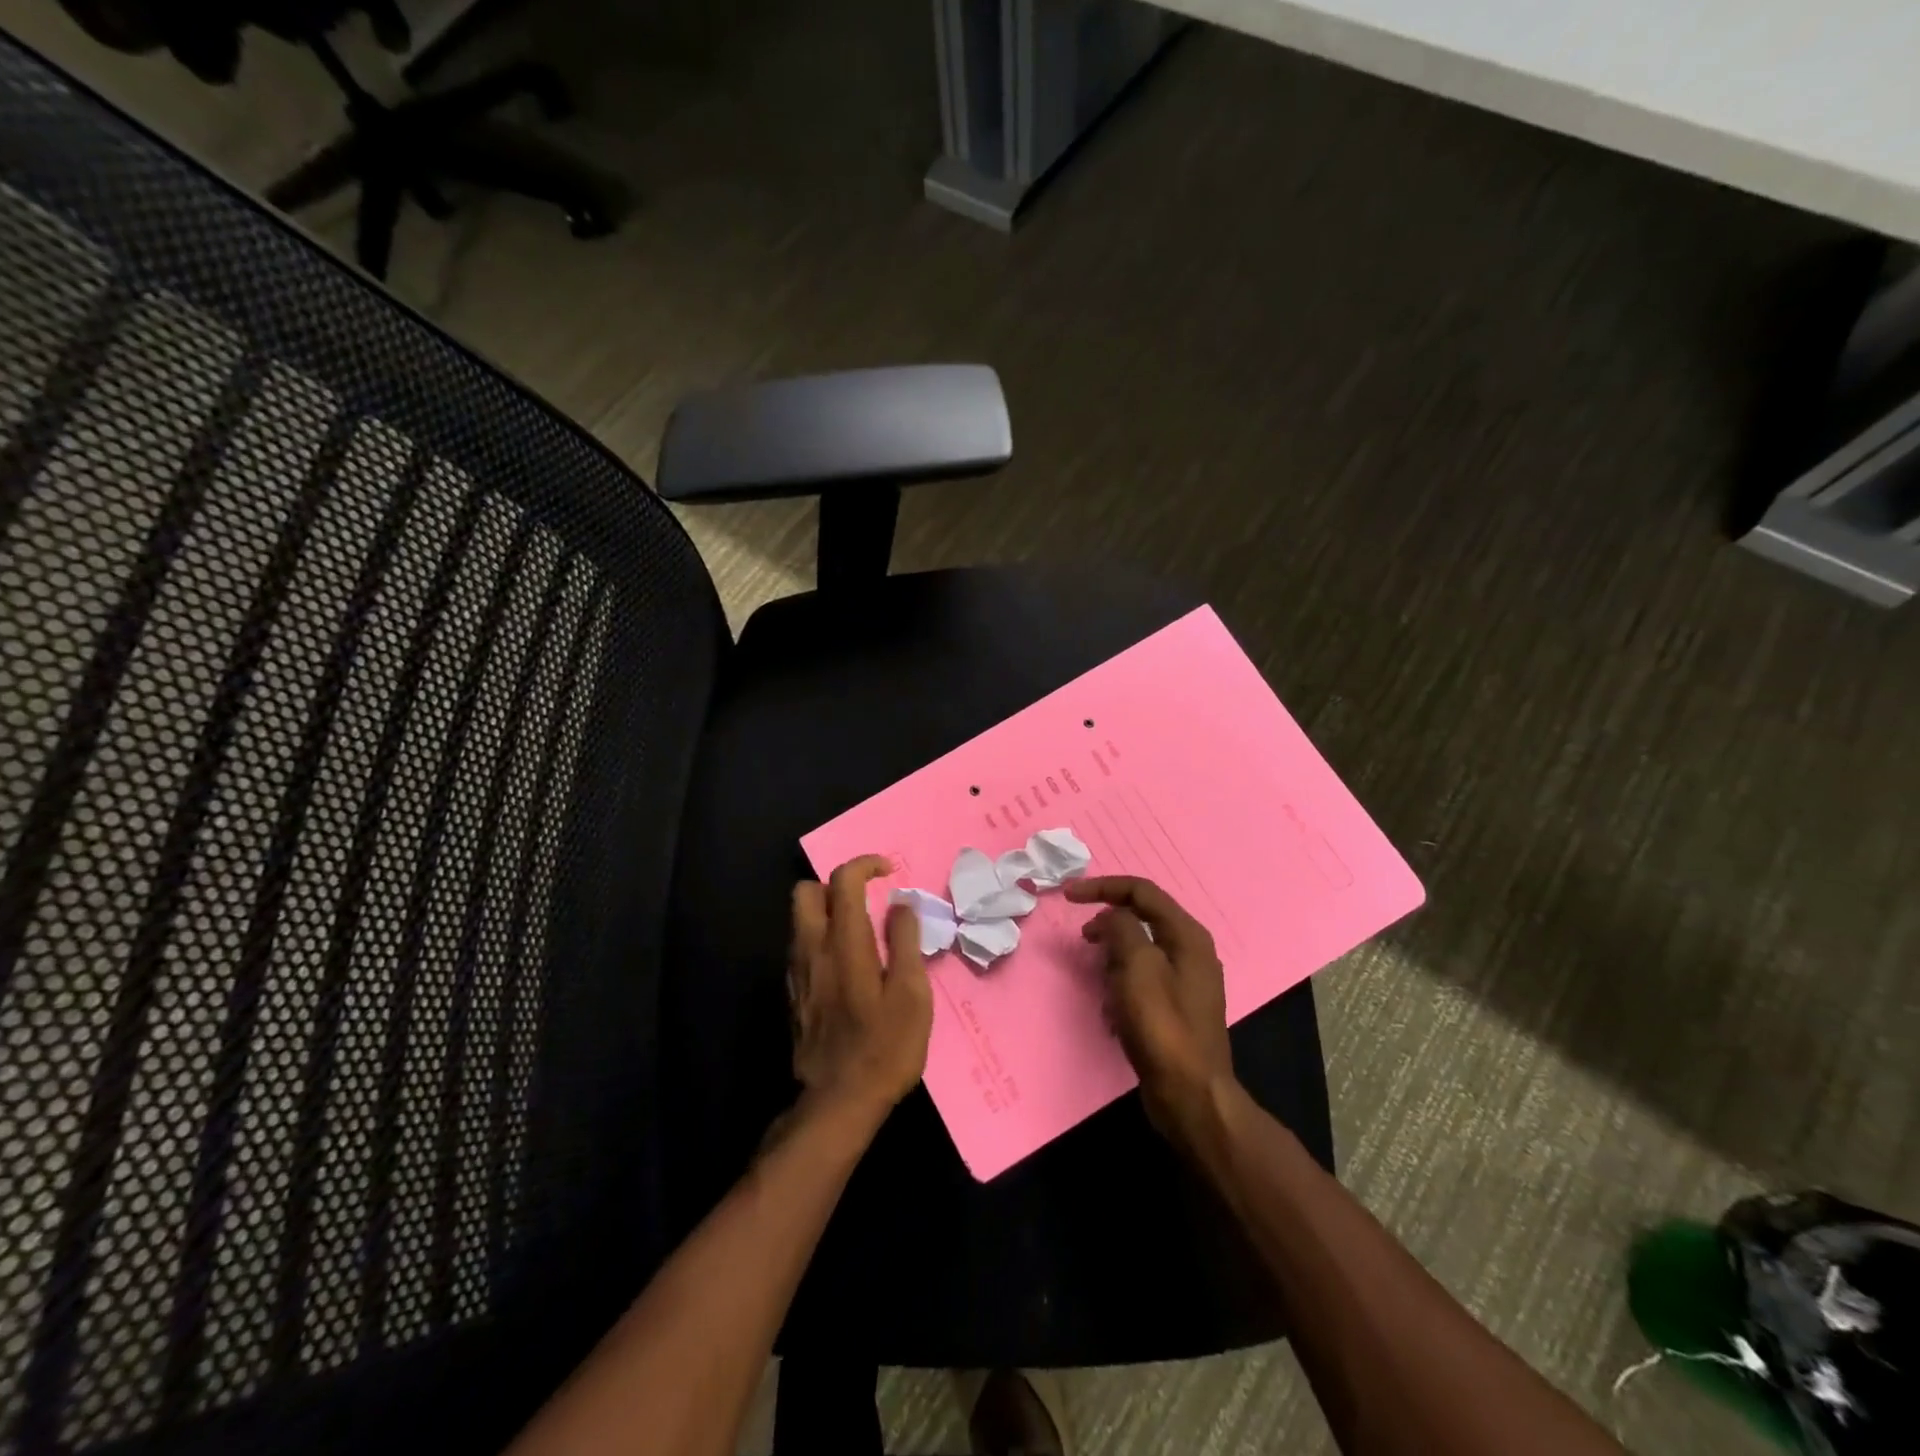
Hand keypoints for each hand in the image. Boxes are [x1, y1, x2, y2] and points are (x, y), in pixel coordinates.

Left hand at [787, 855, 933, 1132]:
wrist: (838, 1102)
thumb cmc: (885, 1048)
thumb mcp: (911, 995)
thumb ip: (906, 942)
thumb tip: (902, 903)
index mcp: (844, 943)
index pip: (843, 880)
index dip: (865, 864)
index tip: (889, 872)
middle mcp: (812, 949)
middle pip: (805, 891)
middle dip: (834, 884)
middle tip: (865, 901)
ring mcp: (797, 972)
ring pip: (799, 919)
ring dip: (826, 911)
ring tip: (859, 932)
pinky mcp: (793, 993)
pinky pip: (800, 946)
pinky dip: (820, 938)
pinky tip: (845, 965)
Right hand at [1066, 875, 1234, 1144]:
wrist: (1190, 1095)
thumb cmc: (1162, 1026)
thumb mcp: (1137, 966)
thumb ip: (1121, 929)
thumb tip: (1110, 918)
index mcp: (1187, 935)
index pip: (1141, 891)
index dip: (1103, 887)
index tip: (1068, 896)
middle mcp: (1191, 951)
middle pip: (1141, 918)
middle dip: (1108, 925)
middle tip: (1083, 940)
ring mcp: (1185, 981)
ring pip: (1139, 951)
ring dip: (1113, 960)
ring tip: (1100, 981)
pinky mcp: (1175, 1008)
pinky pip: (1141, 980)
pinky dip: (1121, 986)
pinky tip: (1111, 1010)